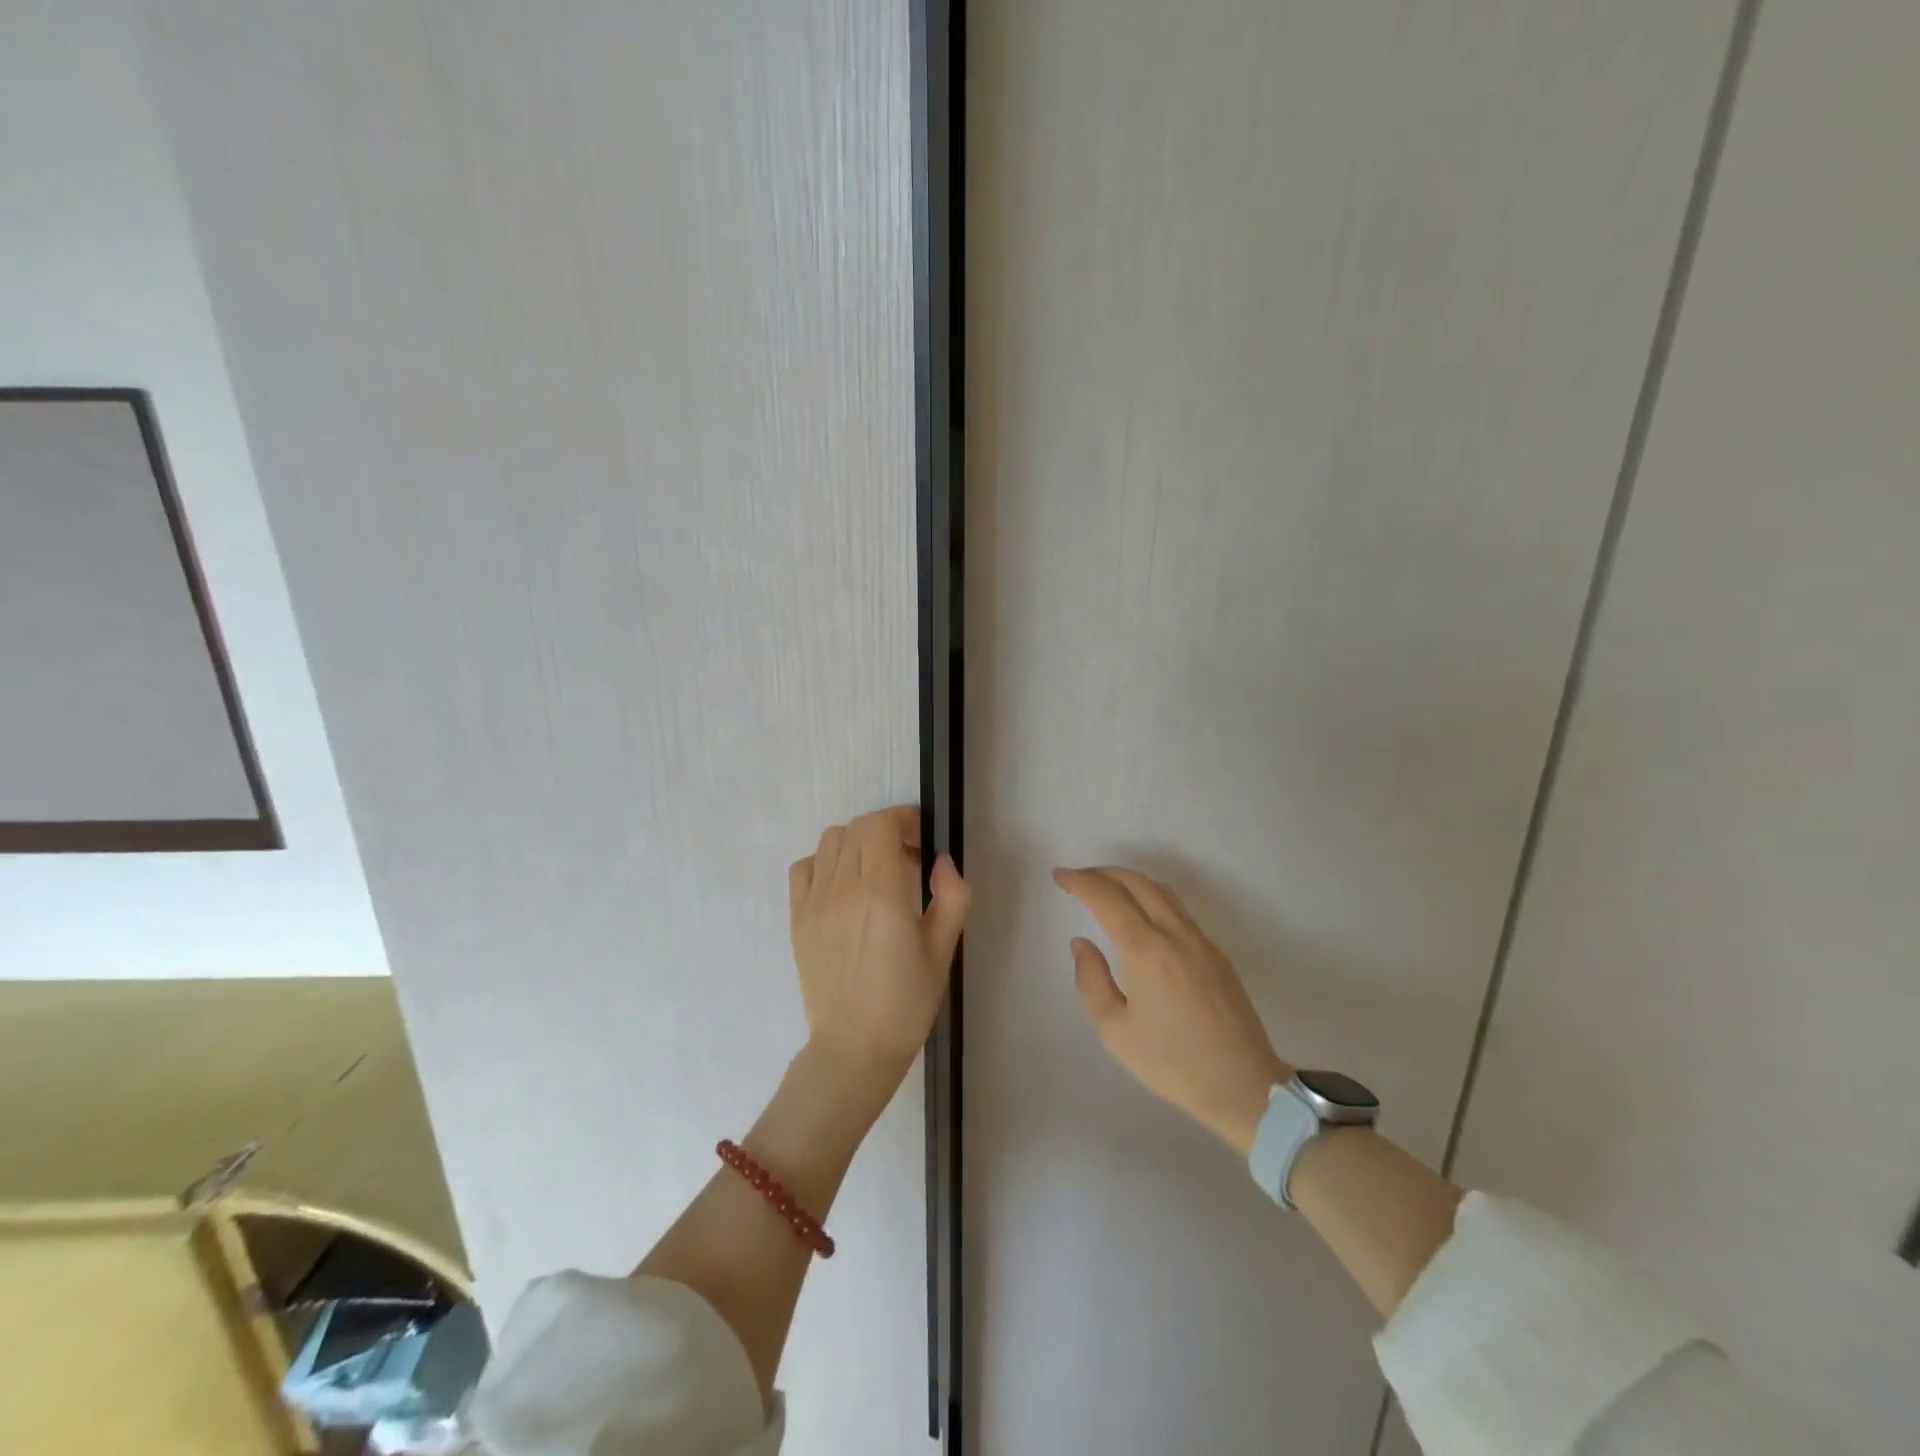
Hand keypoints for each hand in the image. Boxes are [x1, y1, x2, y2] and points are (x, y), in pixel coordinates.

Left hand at [789, 807, 970, 1086]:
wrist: (854, 1048)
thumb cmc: (906, 1003)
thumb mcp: (943, 950)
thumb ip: (952, 897)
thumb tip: (941, 861)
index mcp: (882, 895)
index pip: (880, 825)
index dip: (903, 820)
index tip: (921, 840)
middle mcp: (843, 890)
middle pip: (857, 828)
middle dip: (886, 830)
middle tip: (907, 857)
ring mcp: (814, 903)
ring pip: (830, 841)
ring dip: (857, 843)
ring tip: (876, 871)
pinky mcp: (797, 918)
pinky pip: (805, 867)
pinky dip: (826, 863)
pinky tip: (844, 888)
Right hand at [1054, 866, 1291, 1154]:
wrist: (1244, 1086)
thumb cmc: (1172, 1063)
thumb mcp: (1115, 1031)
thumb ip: (1091, 981)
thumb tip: (1082, 944)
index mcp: (1146, 949)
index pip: (1107, 898)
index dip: (1080, 882)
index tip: (1060, 876)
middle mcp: (1175, 933)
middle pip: (1137, 882)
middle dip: (1103, 873)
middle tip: (1078, 879)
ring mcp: (1201, 940)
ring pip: (1162, 891)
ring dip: (1130, 881)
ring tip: (1106, 889)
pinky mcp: (1217, 953)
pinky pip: (1179, 909)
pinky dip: (1152, 897)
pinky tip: (1142, 915)